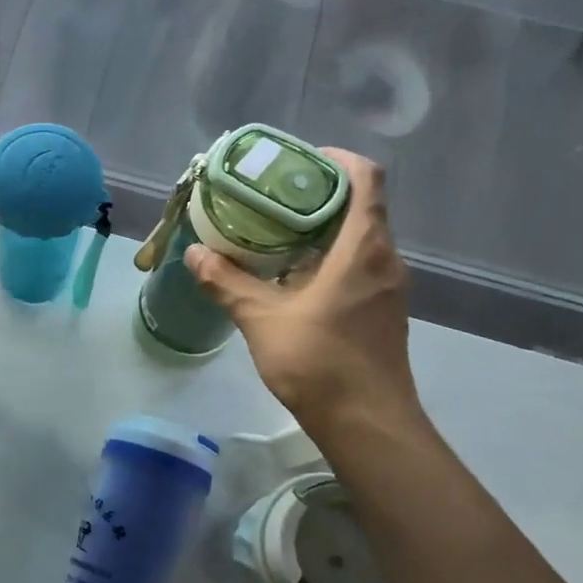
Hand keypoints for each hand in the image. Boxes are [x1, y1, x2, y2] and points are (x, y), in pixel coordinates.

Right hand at [185, 149, 419, 441]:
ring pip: (359, 238)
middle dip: (317, 194)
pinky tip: (289, 275)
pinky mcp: (381, 310)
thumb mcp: (262, 318)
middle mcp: (384, 259)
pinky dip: (327, 256)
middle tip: (270, 195)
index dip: (336, 159)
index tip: (297, 162)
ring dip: (321, 228)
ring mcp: (387, 286)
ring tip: (273, 231)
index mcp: (363, 248)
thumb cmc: (320, 362)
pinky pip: (357, 264)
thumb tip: (195, 253)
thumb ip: (227, 282)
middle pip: (361, 205)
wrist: (367, 423)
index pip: (366, 179)